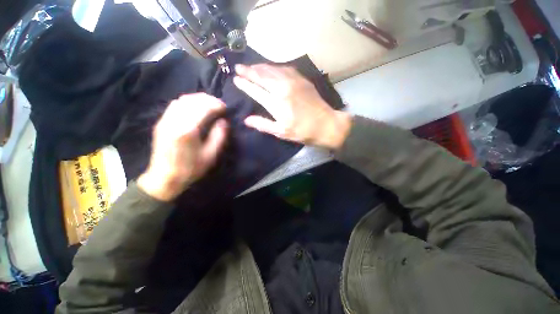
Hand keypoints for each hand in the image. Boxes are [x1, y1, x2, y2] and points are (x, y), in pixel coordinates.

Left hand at [137, 94, 227, 201]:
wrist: (164, 178)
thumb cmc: (191, 168)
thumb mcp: (211, 155)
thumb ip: (219, 136)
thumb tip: (223, 121)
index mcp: (188, 130)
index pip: (203, 107)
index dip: (216, 104)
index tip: (225, 108)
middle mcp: (174, 121)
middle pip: (192, 100)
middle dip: (208, 99)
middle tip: (219, 105)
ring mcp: (165, 120)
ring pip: (182, 100)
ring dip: (198, 99)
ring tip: (209, 105)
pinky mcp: (161, 122)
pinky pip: (175, 105)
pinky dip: (188, 102)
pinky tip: (195, 109)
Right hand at [233, 64, 350, 148]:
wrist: (326, 124)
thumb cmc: (303, 131)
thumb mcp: (281, 132)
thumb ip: (263, 124)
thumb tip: (246, 120)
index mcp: (277, 104)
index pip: (256, 90)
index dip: (245, 84)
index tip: (236, 79)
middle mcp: (283, 89)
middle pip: (262, 76)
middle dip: (248, 71)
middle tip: (238, 67)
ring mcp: (294, 82)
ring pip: (272, 70)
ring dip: (260, 67)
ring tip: (251, 66)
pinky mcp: (302, 79)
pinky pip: (285, 68)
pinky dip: (274, 67)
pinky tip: (270, 68)